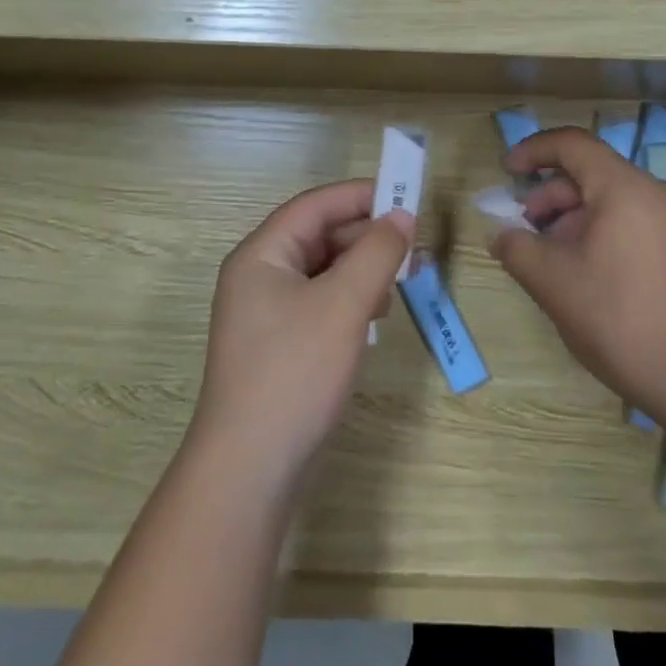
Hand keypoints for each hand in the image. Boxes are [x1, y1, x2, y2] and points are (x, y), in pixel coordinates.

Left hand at [191, 179, 414, 485]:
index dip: (361, 196)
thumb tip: (402, 216)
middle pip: (320, 235)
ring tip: (402, 280)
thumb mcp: (343, 304)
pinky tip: (376, 315)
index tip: (408, 198)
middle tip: (415, 247)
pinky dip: (351, 298)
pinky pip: (321, 302)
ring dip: (363, 268)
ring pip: (324, 270)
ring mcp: (267, 313)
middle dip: (367, 236)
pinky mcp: (280, 345)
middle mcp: (260, 276)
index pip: (316, 205)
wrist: (250, 470)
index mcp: (262, 254)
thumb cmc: (294, 372)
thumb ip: (376, 253)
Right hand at [491, 127, 665, 420]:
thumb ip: (517, 248)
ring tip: (555, 258)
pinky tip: (592, 274)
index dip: (534, 151)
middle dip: (551, 195)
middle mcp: (658, 193)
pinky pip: (638, 223)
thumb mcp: (553, 283)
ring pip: (616, 201)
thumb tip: (502, 235)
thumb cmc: (618, 319)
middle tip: (526, 229)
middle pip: (593, 174)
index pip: (573, 144)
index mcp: (625, 188)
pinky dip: (605, 233)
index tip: (507, 172)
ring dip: (576, 218)